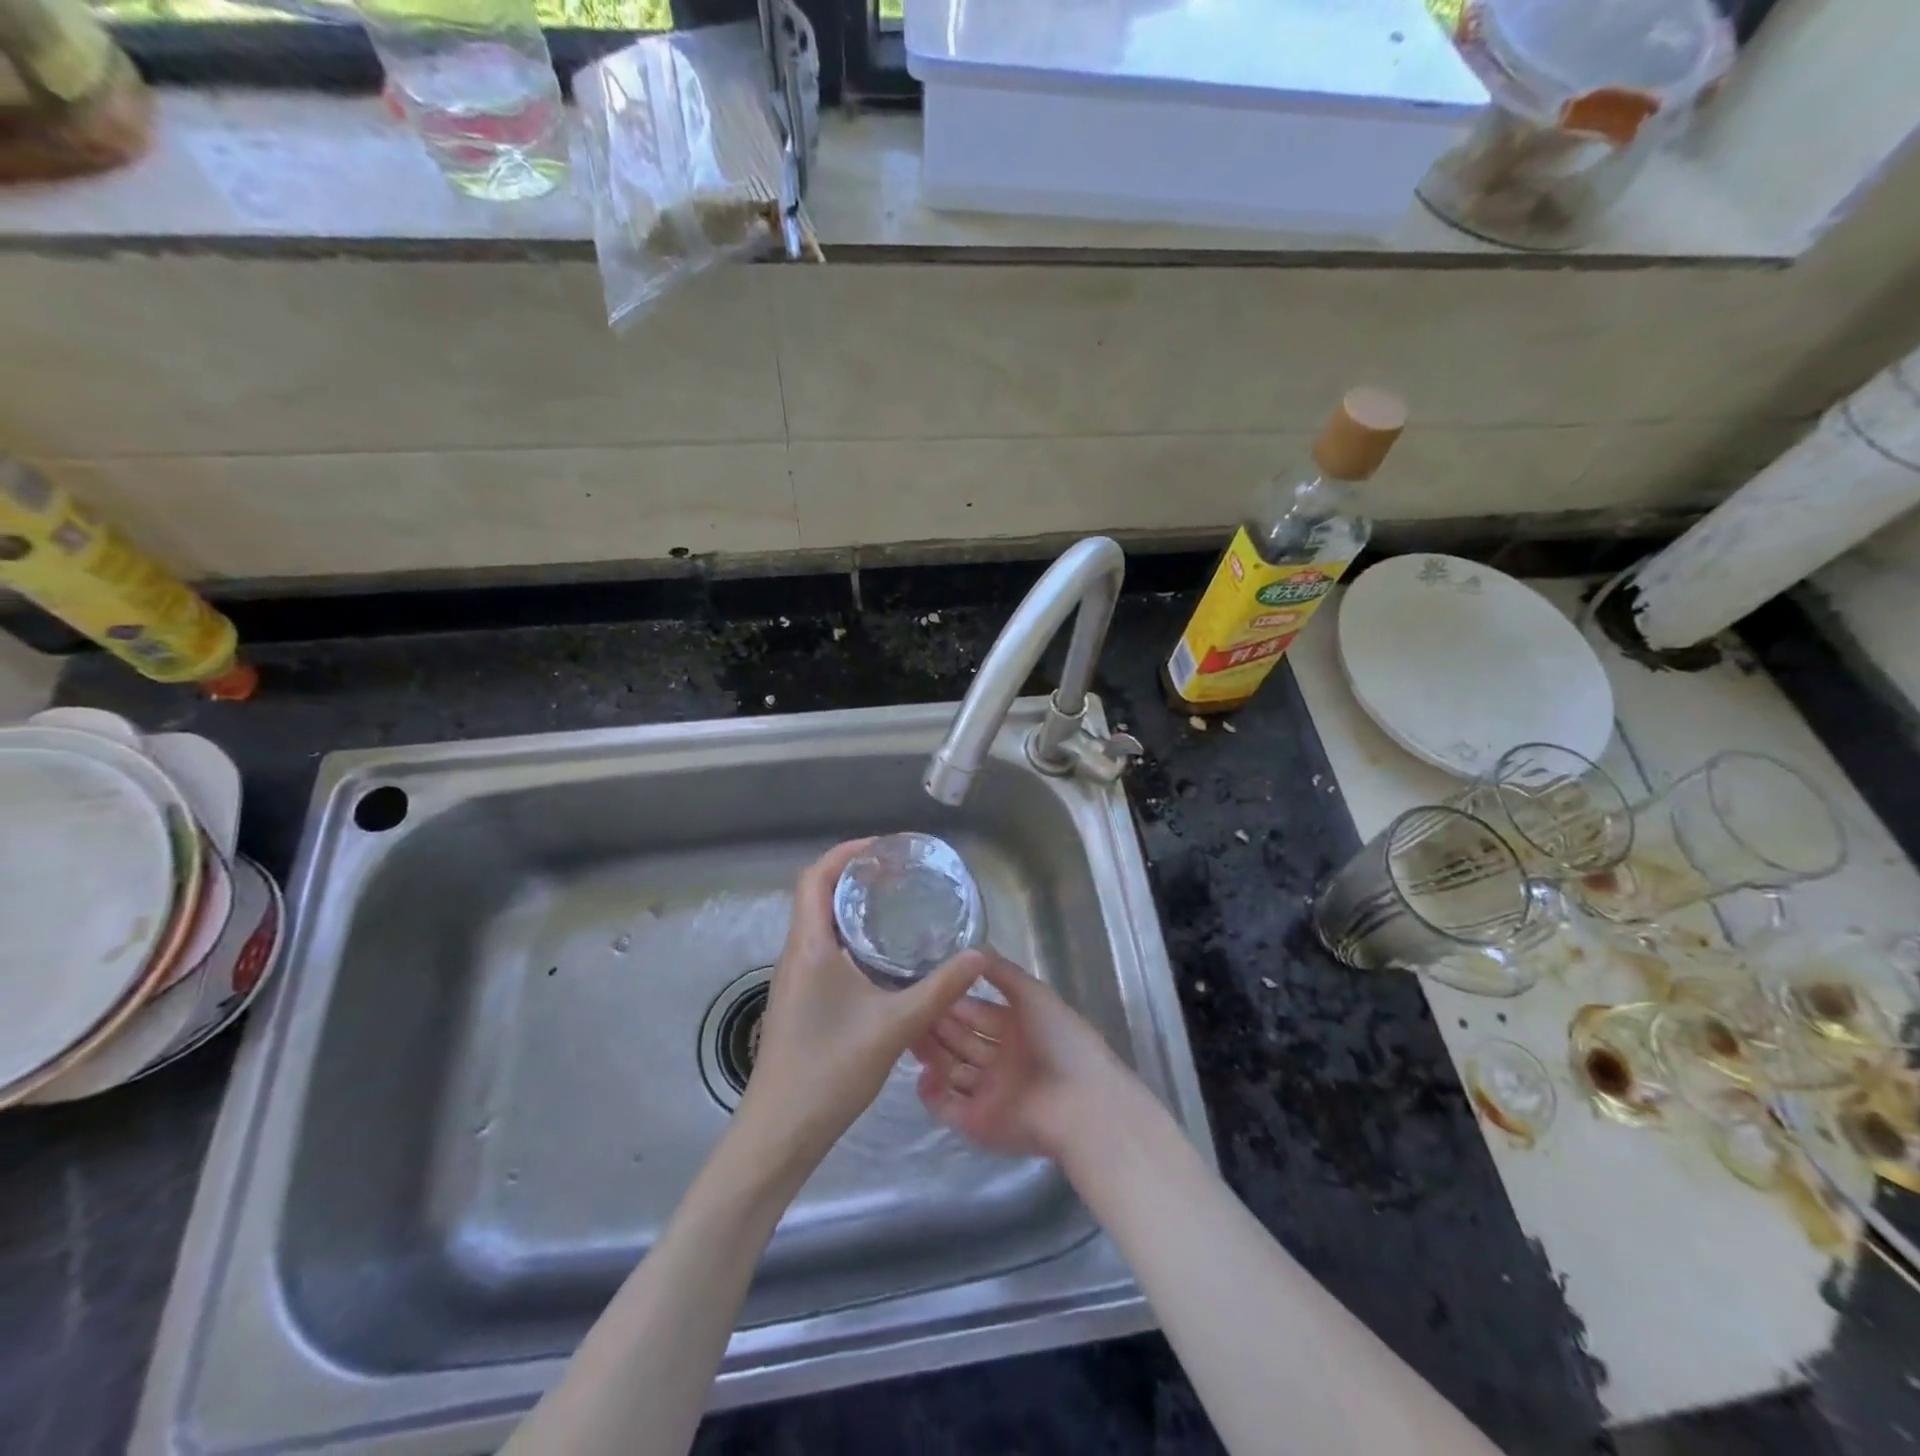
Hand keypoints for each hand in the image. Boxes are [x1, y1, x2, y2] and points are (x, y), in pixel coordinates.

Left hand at [737, 839, 985, 1165]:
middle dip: (854, 875)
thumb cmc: (830, 1070)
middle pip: (816, 893)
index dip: (846, 853)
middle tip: (899, 874)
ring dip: (850, 905)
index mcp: (810, 946)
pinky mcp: (799, 997)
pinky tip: (881, 955)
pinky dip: (849, 934)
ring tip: (895, 904)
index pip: (815, 877)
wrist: (781, 1131)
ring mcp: (794, 976)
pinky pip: (822, 947)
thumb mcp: (894, 1027)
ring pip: (818, 922)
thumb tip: (978, 956)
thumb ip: (938, 990)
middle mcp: (796, 952)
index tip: (884, 849)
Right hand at [911, 951, 1130, 1162]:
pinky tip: (923, 1073)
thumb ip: (1002, 972)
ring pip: (950, 1070)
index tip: (925, 987)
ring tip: (908, 1035)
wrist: (1080, 1104)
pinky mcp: (977, 1123)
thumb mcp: (1034, 995)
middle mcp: (1001, 1060)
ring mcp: (989, 1092)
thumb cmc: (1061, 1042)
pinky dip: (931, 1092)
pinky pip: (946, 1107)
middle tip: (908, 1009)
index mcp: (1017, 1030)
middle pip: (960, 1040)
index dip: (953, 1001)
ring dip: (930, 1054)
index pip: (976, 1012)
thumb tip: (973, 948)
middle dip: (936, 1025)